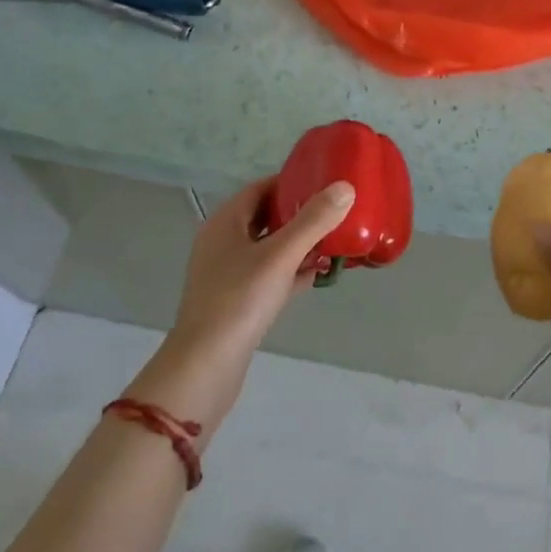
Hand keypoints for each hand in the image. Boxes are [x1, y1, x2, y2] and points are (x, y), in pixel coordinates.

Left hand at [129, 176, 354, 431]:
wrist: (205, 369)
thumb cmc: (239, 301)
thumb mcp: (280, 256)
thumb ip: (313, 221)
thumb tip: (345, 187)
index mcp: (225, 222)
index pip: (261, 188)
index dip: (291, 182)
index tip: (324, 183)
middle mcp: (222, 243)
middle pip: (266, 217)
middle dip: (299, 214)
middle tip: (334, 212)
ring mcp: (227, 274)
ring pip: (269, 248)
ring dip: (298, 245)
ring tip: (333, 242)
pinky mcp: (236, 302)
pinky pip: (268, 276)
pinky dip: (290, 272)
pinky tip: (316, 276)